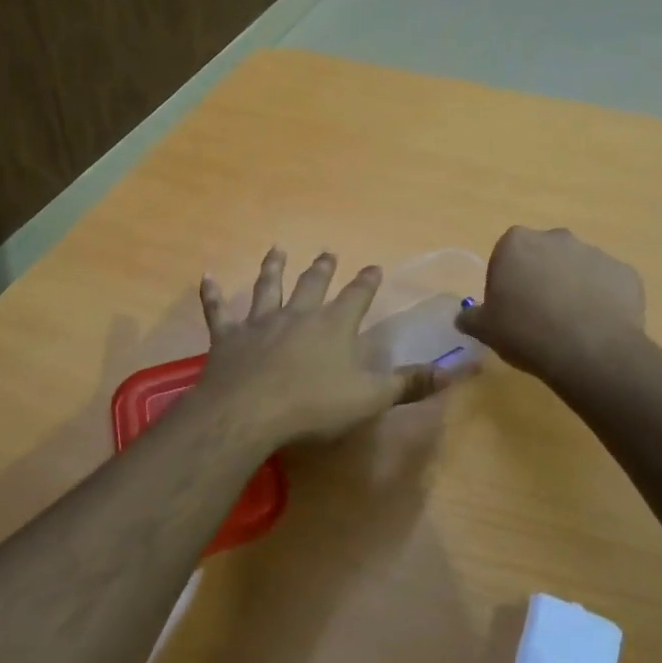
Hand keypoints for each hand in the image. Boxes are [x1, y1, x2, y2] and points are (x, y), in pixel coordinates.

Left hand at [191, 249, 453, 448]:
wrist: (249, 412)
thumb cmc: (314, 406)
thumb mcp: (371, 398)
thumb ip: (410, 383)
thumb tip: (456, 370)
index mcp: (334, 326)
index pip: (357, 296)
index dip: (367, 282)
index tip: (373, 266)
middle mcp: (298, 315)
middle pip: (312, 284)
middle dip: (322, 268)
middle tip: (327, 252)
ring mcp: (260, 323)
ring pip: (268, 287)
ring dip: (273, 268)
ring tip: (277, 250)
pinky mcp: (228, 338)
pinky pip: (218, 312)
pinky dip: (212, 295)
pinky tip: (206, 278)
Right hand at [455, 227, 645, 379]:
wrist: (589, 351)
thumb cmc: (526, 332)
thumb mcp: (485, 329)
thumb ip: (471, 317)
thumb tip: (464, 317)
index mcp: (517, 242)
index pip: (506, 256)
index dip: (507, 282)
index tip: (510, 309)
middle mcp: (557, 237)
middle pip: (544, 256)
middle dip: (541, 278)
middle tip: (539, 316)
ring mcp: (595, 252)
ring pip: (577, 269)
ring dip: (573, 288)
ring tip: (571, 326)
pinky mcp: (625, 272)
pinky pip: (607, 285)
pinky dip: (603, 300)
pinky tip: (597, 328)